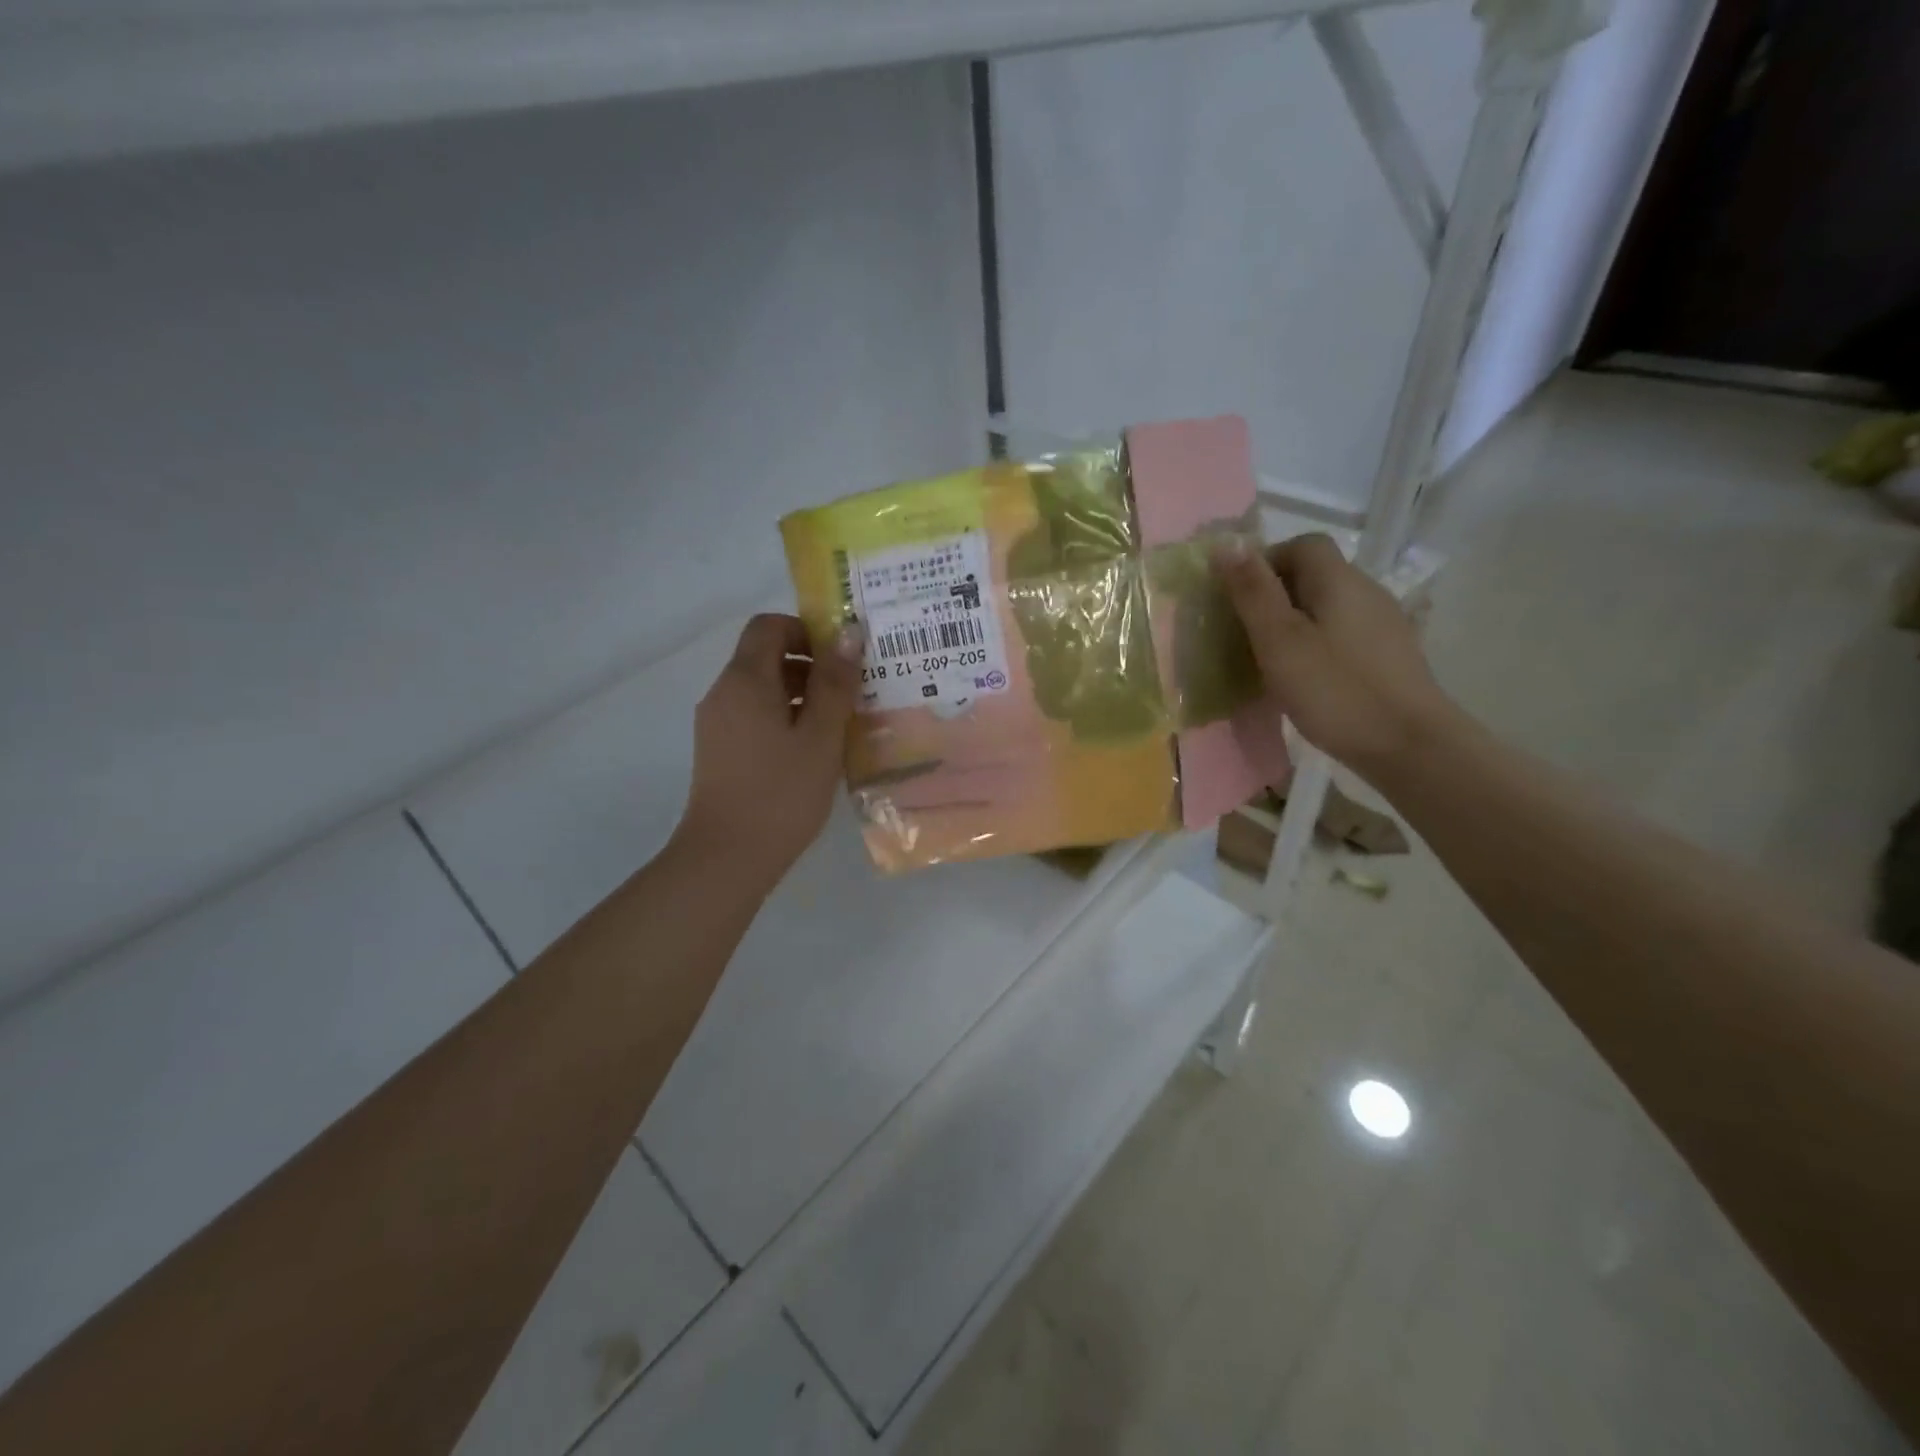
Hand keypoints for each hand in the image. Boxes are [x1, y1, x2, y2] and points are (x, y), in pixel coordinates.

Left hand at [674, 613, 862, 894]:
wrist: (726, 858)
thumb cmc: (780, 793)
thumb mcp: (820, 736)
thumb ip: (835, 683)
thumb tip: (848, 633)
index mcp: (745, 680)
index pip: (770, 626)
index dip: (807, 631)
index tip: (843, 659)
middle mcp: (724, 693)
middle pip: (766, 656)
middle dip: (811, 665)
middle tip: (853, 692)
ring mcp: (718, 724)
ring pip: (763, 689)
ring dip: (802, 695)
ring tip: (841, 724)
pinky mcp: (720, 751)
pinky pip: (755, 716)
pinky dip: (785, 718)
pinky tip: (813, 751)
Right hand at [1213, 534, 1458, 771]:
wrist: (1409, 746)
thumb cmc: (1335, 690)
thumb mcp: (1280, 641)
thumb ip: (1252, 592)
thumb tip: (1226, 542)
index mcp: (1339, 580)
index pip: (1302, 545)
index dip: (1266, 562)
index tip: (1240, 599)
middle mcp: (1367, 591)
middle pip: (1315, 574)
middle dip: (1275, 595)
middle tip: (1247, 634)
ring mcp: (1383, 624)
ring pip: (1328, 606)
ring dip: (1295, 623)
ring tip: (1272, 660)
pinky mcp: (1389, 655)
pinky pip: (1343, 633)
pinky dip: (1317, 644)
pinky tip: (1307, 678)